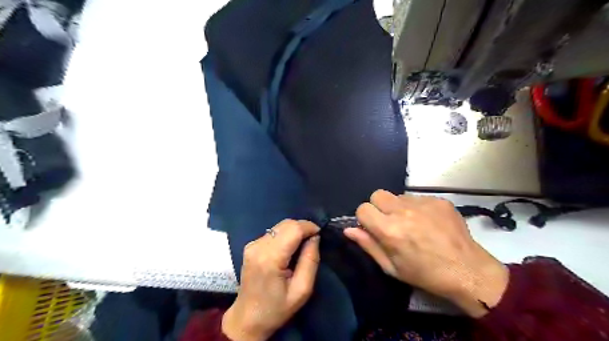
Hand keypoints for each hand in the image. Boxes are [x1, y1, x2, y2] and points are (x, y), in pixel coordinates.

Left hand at [223, 220, 318, 338]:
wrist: (248, 318)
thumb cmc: (277, 308)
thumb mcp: (302, 289)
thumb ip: (310, 260)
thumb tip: (315, 237)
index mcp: (270, 258)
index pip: (293, 229)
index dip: (309, 227)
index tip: (319, 235)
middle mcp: (258, 246)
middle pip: (286, 224)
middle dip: (303, 227)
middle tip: (313, 240)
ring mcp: (252, 244)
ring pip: (280, 226)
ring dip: (294, 231)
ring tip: (302, 245)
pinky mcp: (250, 245)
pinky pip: (273, 232)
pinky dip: (285, 235)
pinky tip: (289, 248)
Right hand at [347, 191, 509, 318]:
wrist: (467, 271)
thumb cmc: (425, 274)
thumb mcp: (391, 267)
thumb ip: (368, 245)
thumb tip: (348, 229)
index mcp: (389, 230)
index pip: (363, 208)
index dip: (365, 218)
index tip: (373, 228)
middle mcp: (403, 211)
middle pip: (377, 194)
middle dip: (378, 207)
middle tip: (390, 223)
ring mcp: (423, 203)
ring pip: (397, 195)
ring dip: (398, 207)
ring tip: (412, 223)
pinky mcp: (438, 200)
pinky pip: (417, 197)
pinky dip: (416, 207)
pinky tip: (428, 222)